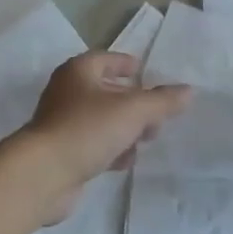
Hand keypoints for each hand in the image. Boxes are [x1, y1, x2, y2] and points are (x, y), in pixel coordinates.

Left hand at [23, 52, 191, 222]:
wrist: (44, 174)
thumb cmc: (87, 129)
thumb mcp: (133, 111)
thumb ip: (162, 101)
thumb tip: (189, 91)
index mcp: (79, 71)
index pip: (107, 59)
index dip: (127, 64)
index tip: (146, 73)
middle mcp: (67, 92)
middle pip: (107, 91)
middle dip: (134, 104)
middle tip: (157, 117)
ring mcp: (62, 123)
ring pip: (102, 120)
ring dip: (125, 130)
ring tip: (145, 141)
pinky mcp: (62, 151)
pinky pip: (93, 144)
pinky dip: (110, 150)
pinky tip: (123, 162)